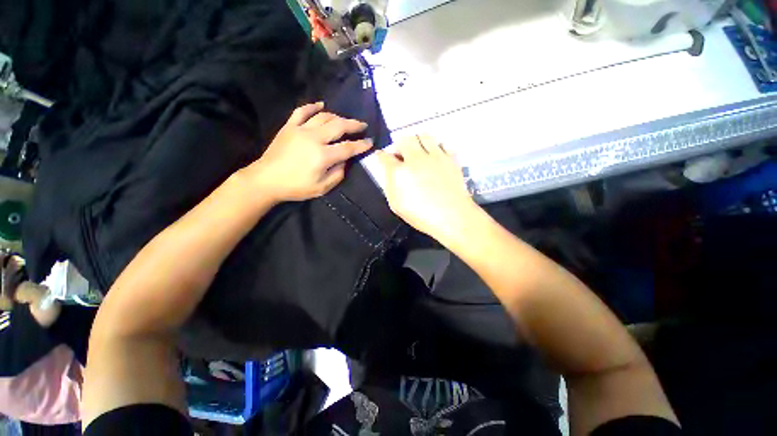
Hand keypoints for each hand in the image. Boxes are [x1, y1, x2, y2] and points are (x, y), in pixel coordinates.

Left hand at [245, 102, 372, 202]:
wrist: (267, 180)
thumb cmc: (296, 187)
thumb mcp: (322, 188)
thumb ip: (338, 174)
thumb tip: (345, 161)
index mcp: (323, 156)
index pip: (348, 147)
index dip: (361, 145)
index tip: (370, 142)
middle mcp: (314, 138)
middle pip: (338, 126)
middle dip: (353, 125)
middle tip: (362, 125)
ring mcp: (300, 130)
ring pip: (323, 117)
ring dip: (338, 117)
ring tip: (345, 121)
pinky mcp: (289, 127)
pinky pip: (302, 111)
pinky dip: (313, 106)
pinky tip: (321, 105)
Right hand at [377, 135, 477, 239]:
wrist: (453, 216)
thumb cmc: (422, 216)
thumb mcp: (397, 205)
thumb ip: (390, 185)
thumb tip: (389, 172)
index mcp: (400, 172)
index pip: (385, 157)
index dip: (381, 156)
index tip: (381, 156)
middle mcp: (416, 159)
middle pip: (404, 139)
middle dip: (399, 144)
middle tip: (400, 154)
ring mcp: (435, 156)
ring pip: (423, 136)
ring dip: (417, 140)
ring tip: (418, 150)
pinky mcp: (450, 158)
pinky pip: (442, 143)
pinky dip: (436, 147)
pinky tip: (435, 156)